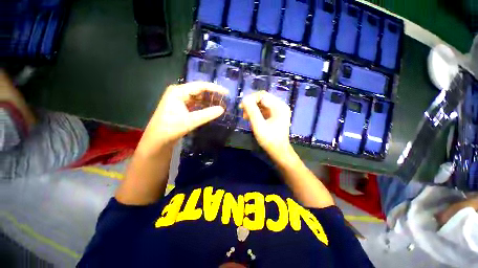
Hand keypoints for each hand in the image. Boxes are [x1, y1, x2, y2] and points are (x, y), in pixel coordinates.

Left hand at [137, 82, 227, 155]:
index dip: (215, 89)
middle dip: (212, 95)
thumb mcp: (190, 121)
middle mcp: (179, 92)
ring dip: (209, 101)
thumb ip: (207, 114)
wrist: (157, 140)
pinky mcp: (181, 106)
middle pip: (199, 90)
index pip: (200, 86)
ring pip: (198, 97)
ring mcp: (179, 99)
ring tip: (220, 104)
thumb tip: (222, 109)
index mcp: (179, 91)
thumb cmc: (171, 128)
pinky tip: (211, 109)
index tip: (227, 93)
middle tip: (225, 100)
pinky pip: (195, 103)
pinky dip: (203, 106)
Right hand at [240, 91, 292, 158]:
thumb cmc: (269, 139)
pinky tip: (250, 118)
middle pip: (263, 99)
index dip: (250, 98)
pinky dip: (256, 112)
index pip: (262, 95)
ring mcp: (278, 111)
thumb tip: (244, 99)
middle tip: (242, 111)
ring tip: (245, 116)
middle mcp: (280, 105)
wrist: (278, 151)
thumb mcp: (259, 125)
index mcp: (279, 106)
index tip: (241, 106)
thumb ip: (252, 111)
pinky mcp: (275, 115)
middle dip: (251, 103)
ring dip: (252, 108)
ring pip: (262, 104)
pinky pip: (264, 110)